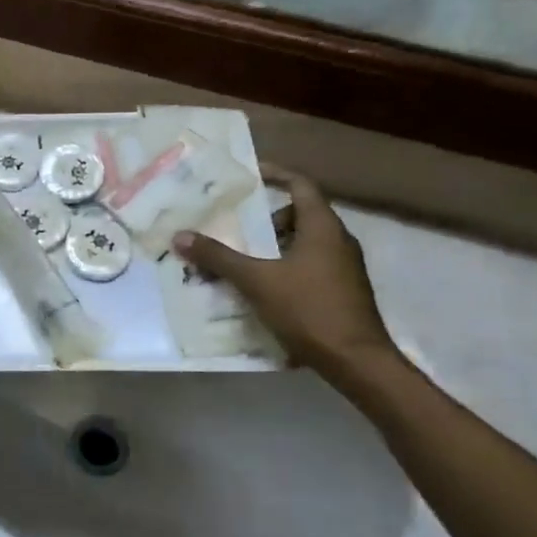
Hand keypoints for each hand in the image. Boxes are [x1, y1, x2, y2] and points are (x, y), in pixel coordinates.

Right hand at [173, 164, 397, 380]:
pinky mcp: (342, 292)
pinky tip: (261, 289)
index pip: (301, 185)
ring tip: (241, 259)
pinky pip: (309, 266)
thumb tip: (180, 236)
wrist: (357, 362)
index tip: (250, 174)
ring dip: (273, 246)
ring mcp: (344, 268)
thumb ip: (218, 257)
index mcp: (323, 228)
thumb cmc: (309, 310)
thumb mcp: (257, 281)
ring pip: (304, 243)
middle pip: (301, 215)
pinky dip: (284, 268)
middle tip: (236, 226)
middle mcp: (338, 241)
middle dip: (266, 219)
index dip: (276, 175)